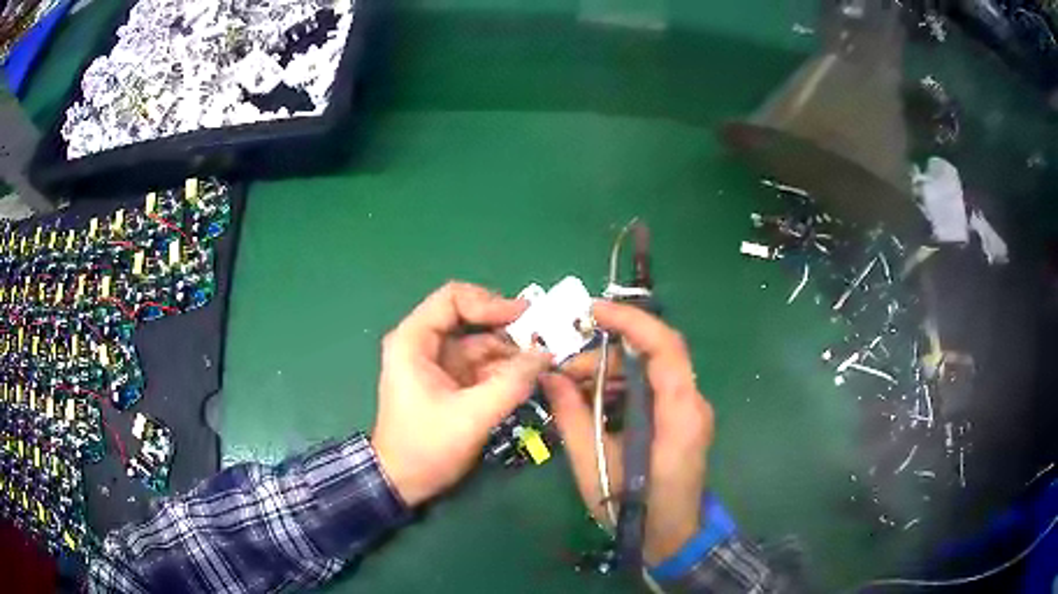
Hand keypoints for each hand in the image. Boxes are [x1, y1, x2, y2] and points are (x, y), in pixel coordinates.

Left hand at [372, 282, 551, 506]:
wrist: (403, 482)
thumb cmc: (426, 447)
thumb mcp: (471, 416)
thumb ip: (511, 384)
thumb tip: (546, 354)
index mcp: (413, 341)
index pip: (453, 299)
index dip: (489, 302)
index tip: (524, 317)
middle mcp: (423, 344)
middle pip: (469, 319)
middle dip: (506, 329)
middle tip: (542, 339)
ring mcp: (437, 364)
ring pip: (480, 344)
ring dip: (510, 352)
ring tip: (542, 364)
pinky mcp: (450, 383)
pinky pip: (481, 366)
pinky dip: (504, 370)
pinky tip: (527, 379)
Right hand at [540, 301, 713, 564]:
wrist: (669, 539)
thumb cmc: (633, 509)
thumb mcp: (593, 464)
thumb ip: (572, 416)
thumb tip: (549, 376)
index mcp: (678, 414)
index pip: (664, 347)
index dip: (631, 322)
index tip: (592, 312)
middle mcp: (691, 403)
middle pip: (652, 356)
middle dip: (606, 355)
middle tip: (565, 373)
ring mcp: (689, 411)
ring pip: (649, 371)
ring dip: (610, 373)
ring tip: (572, 391)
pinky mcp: (681, 420)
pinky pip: (650, 390)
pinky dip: (621, 389)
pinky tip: (594, 404)